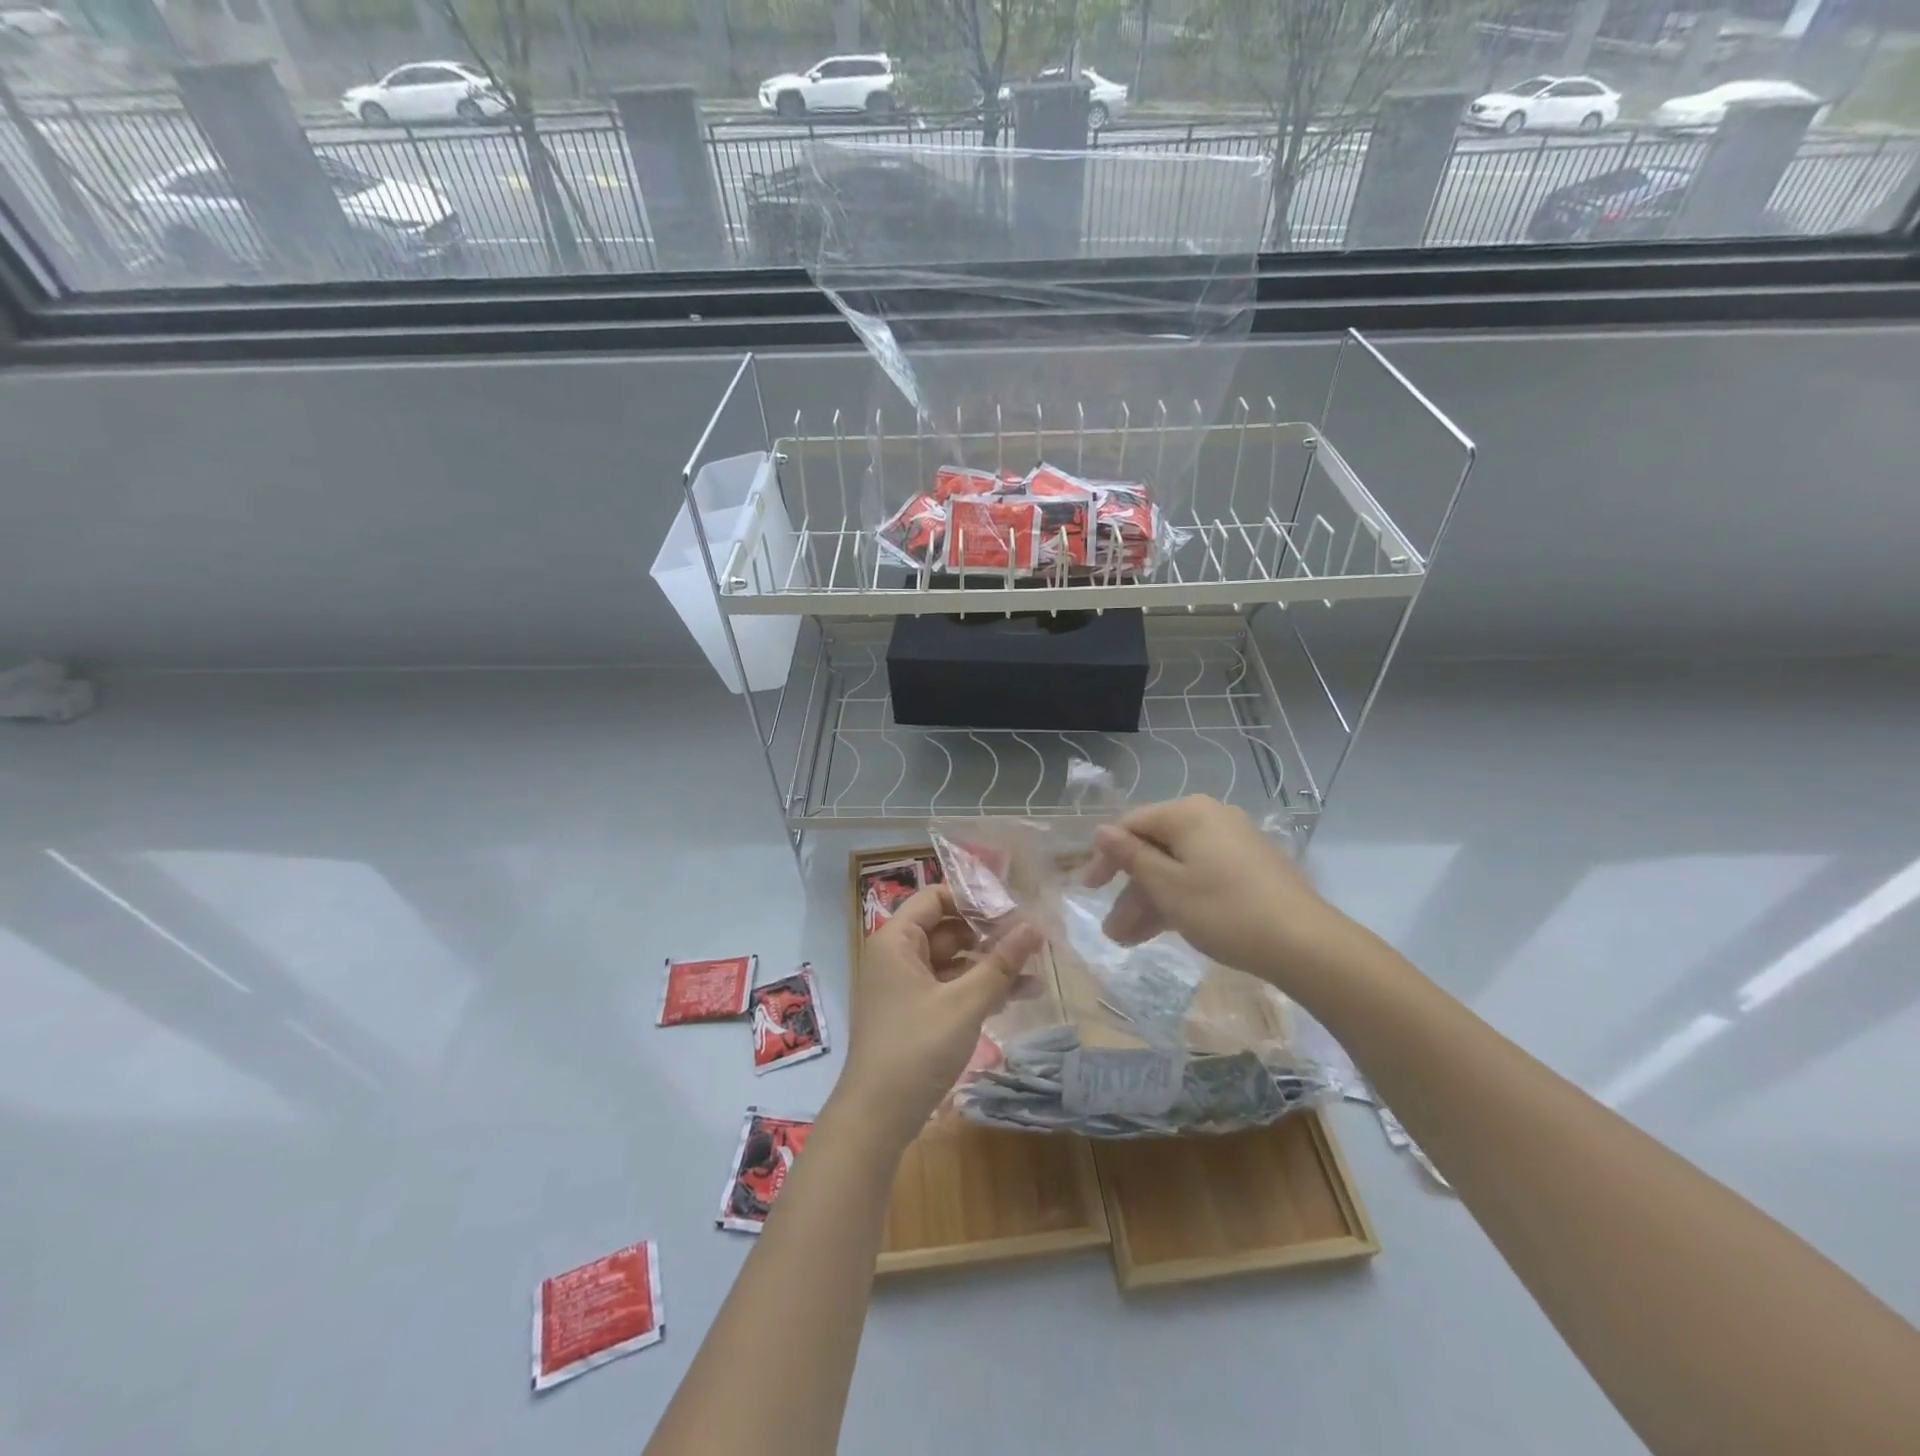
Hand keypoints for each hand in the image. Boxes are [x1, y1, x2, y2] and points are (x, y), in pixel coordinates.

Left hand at [839, 885, 1041, 1148]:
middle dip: (989, 934)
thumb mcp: (964, 1003)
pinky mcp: (913, 1013)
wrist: (876, 1119)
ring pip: (952, 960)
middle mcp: (896, 956)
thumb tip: (1035, 926)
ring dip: (989, 965)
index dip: (974, 898)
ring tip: (1035, 973)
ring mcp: (904, 986)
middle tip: (1032, 940)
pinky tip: (1016, 997)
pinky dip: (977, 989)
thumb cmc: (917, 1049)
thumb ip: (1001, 963)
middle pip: (947, 928)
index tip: (1014, 908)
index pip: (936, 897)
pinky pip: (949, 987)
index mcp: (896, 940)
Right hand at [1081, 795, 1357, 993]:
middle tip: (1111, 928)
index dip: (1106, 856)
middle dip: (1129, 890)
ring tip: (1127, 940)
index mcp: (1188, 814)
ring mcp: (1232, 844)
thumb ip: (1130, 857)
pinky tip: (1161, 931)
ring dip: (1150, 901)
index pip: (1132, 824)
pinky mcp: (1248, 870)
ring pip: (1176, 868)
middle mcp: (1210, 819)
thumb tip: (1101, 830)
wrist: (1305, 944)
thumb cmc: (1225, 910)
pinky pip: (1199, 877)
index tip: (1089, 889)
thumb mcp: (1167, 886)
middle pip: (1155, 848)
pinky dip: (1178, 900)